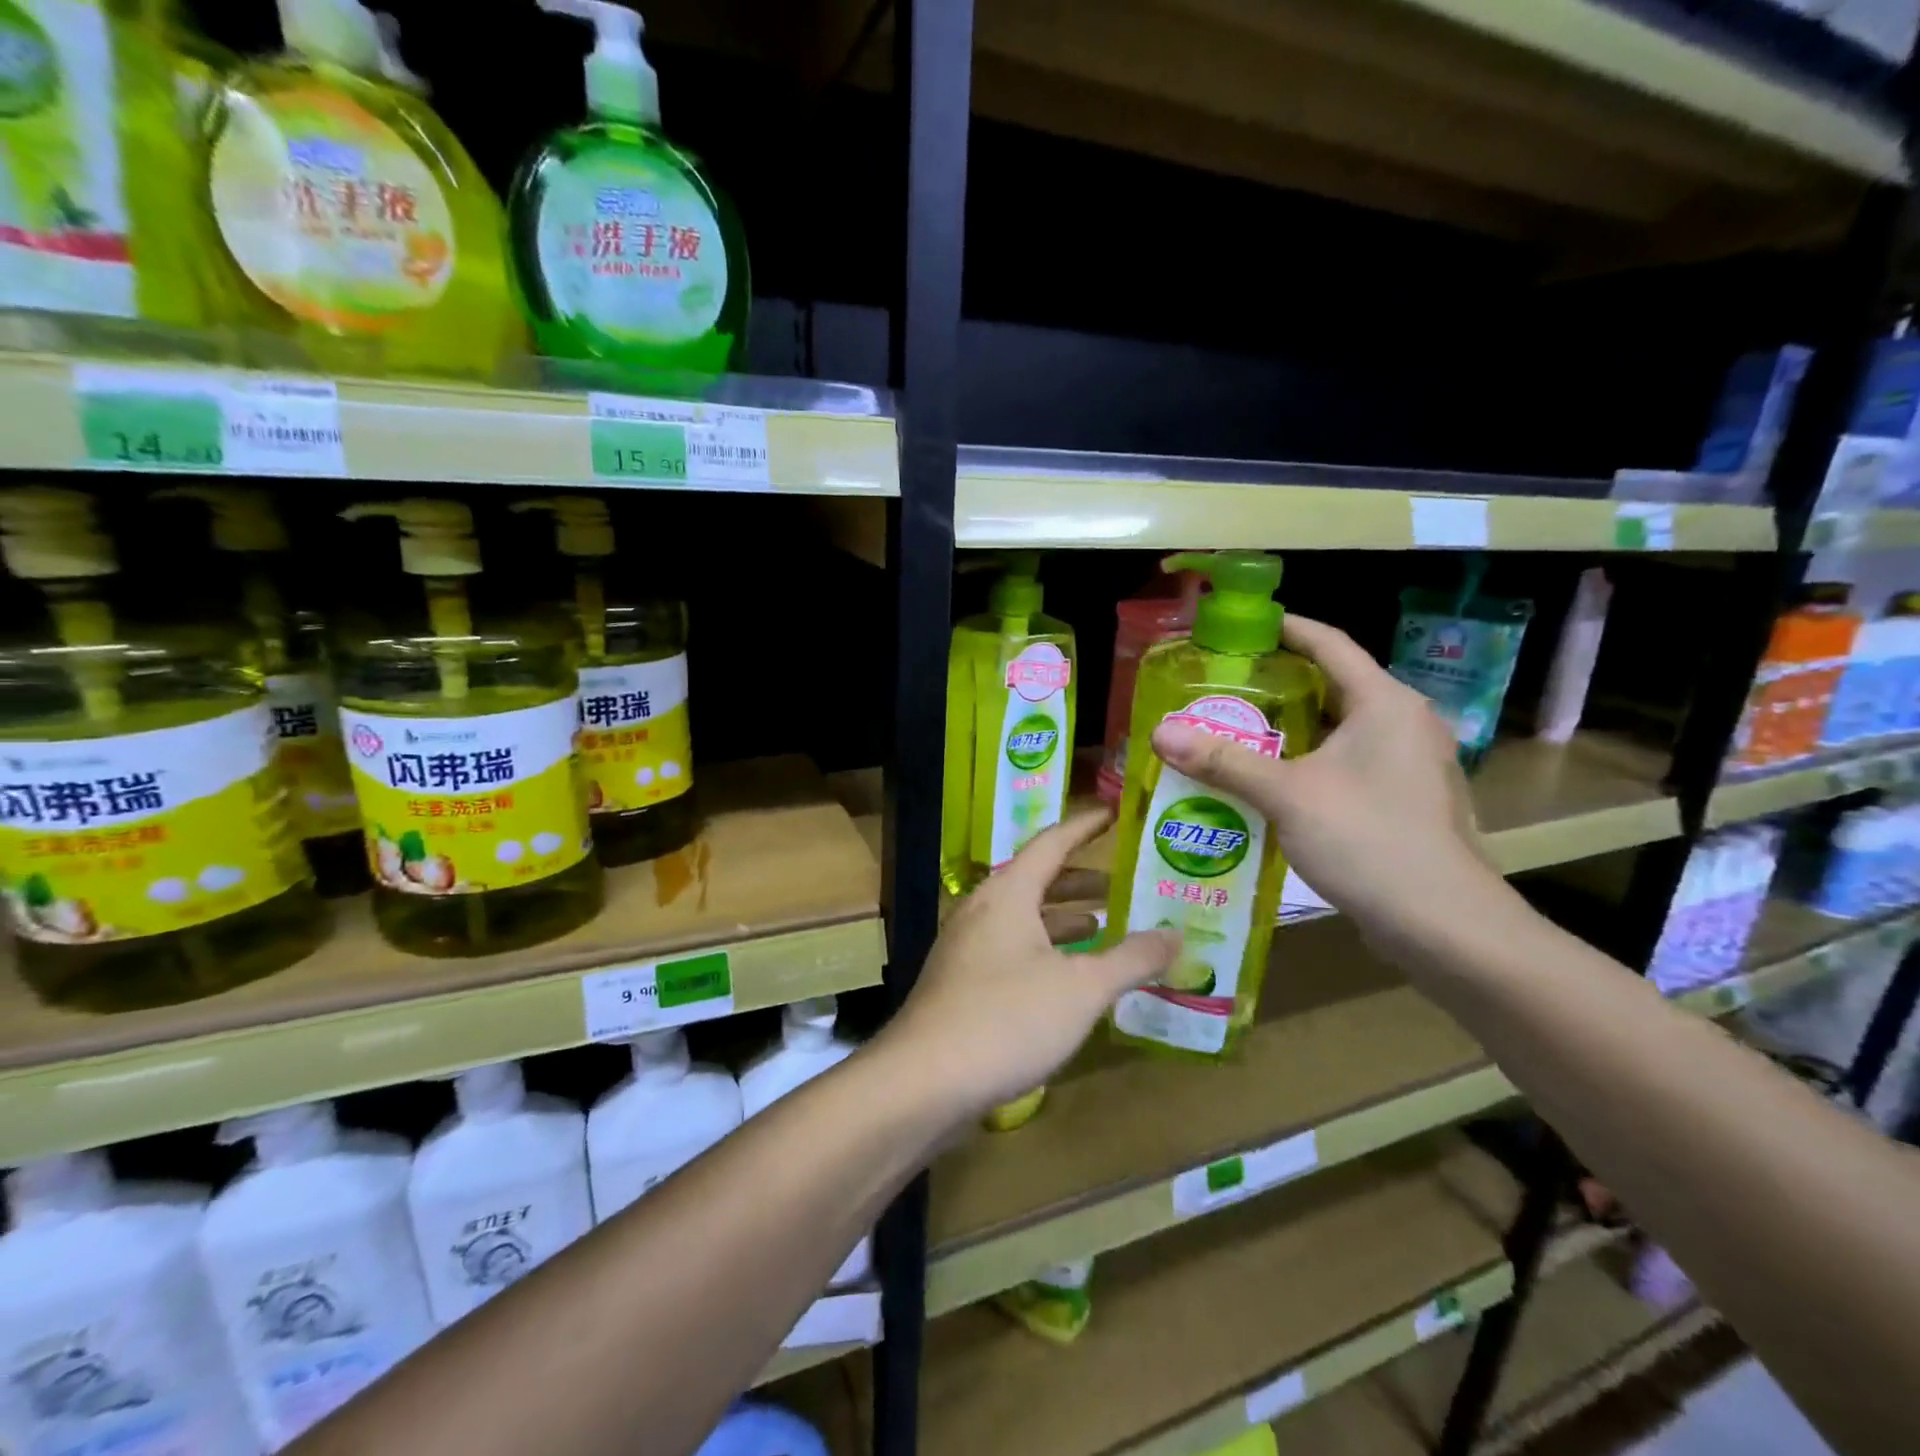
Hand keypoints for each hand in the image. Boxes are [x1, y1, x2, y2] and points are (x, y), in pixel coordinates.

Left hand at [882, 811, 1177, 1118]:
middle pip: (1036, 880)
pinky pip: (1012, 950)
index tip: (1115, 812)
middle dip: (1081, 880)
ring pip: (1024, 919)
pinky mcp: (961, 984)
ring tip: (1105, 926)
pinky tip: (1068, 978)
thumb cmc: (1007, 1018)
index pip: (1051, 843)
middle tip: (1123, 883)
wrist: (923, 1081)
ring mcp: (966, 948)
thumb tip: (1176, 934)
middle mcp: (982, 910)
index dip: (1085, 826)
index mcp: (1008, 894)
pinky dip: (1045, 951)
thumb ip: (1131, 959)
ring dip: (1063, 919)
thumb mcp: (1082, 988)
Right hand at [1150, 614, 1502, 952]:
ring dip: (1292, 728)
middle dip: (1280, 683)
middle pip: (1335, 685)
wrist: (1443, 925)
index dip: (1287, 628)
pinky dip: (1310, 761)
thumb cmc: (1368, 840)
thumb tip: (1159, 732)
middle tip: (1225, 685)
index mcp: (1385, 703)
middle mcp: (1404, 723)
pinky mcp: (1407, 800)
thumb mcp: (1286, 795)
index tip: (1244, 625)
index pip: (1330, 644)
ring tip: (1238, 730)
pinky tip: (1272, 782)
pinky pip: (1350, 762)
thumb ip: (1223, 761)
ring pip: (1341, 728)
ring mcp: (1411, 764)